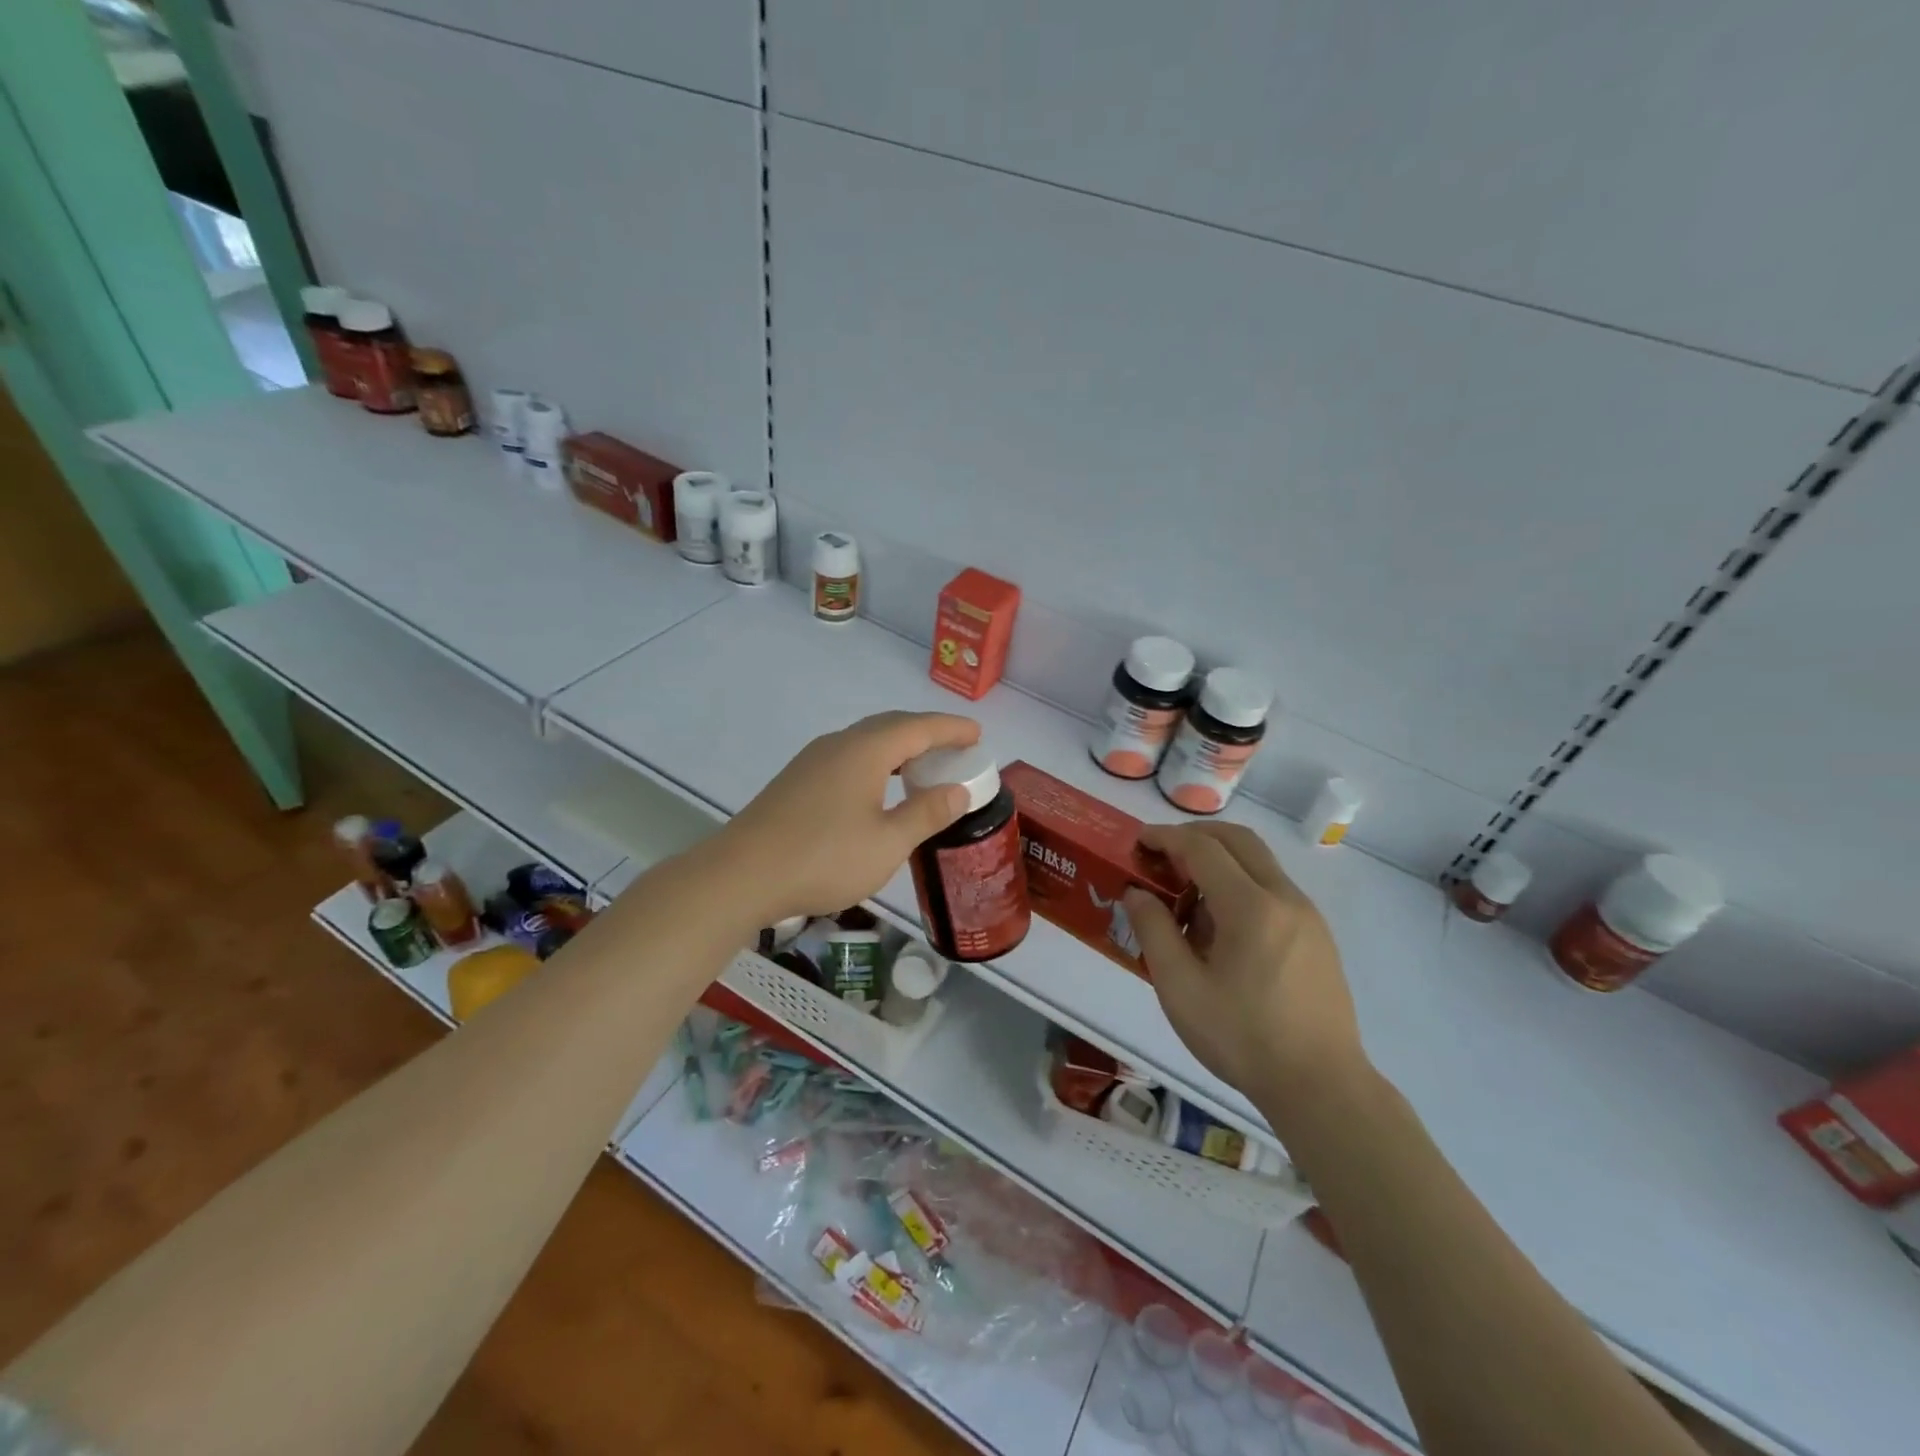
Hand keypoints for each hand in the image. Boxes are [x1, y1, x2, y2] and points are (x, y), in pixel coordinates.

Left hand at [720, 711, 980, 923]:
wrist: (741, 875)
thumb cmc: (823, 858)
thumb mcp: (888, 843)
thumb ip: (926, 813)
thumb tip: (957, 790)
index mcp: (865, 751)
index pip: (918, 727)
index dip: (951, 729)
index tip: (977, 733)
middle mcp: (838, 745)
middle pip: (890, 726)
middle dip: (926, 733)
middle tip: (955, 748)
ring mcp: (812, 761)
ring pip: (865, 741)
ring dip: (898, 747)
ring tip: (921, 767)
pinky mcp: (796, 781)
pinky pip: (848, 757)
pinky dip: (875, 762)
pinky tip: (876, 788)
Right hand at [1124, 823, 1364, 1107]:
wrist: (1321, 1086)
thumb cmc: (1242, 1037)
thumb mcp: (1180, 988)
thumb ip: (1153, 931)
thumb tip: (1137, 893)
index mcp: (1250, 906)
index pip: (1202, 848)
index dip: (1165, 837)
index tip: (1138, 841)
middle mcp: (1285, 897)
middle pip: (1238, 840)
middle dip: (1196, 835)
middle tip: (1161, 853)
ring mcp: (1307, 916)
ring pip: (1259, 862)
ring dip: (1219, 860)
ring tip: (1186, 895)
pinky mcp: (1317, 936)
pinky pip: (1273, 889)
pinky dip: (1240, 883)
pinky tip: (1221, 927)